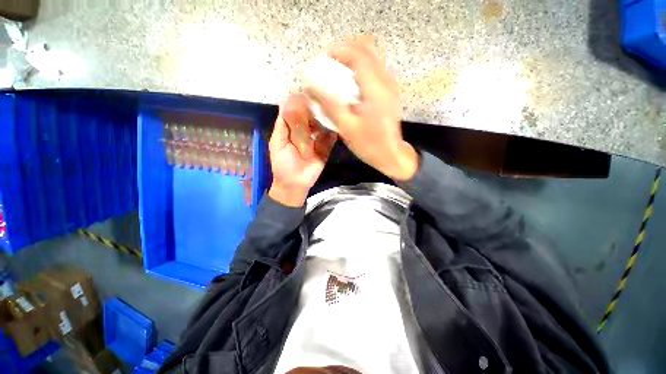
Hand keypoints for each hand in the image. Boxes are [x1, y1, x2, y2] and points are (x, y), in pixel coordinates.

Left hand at [268, 94, 337, 206]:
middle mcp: (304, 131)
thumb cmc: (283, 164)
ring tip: (330, 110)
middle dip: (315, 109)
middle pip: (311, 116)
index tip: (307, 91)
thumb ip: (282, 126)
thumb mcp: (277, 144)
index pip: (296, 111)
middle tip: (321, 100)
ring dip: (325, 118)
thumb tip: (286, 103)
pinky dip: (334, 131)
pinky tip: (337, 124)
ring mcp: (317, 140)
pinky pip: (330, 138)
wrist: (295, 184)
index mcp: (291, 129)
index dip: (300, 102)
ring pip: (322, 125)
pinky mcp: (326, 148)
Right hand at [304, 36, 418, 180]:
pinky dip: (360, 69)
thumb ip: (329, 105)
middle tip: (330, 63)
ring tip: (337, 72)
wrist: (392, 155)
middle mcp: (386, 81)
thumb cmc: (370, 145)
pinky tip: (350, 84)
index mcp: (376, 89)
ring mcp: (390, 85)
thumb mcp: (347, 128)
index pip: (358, 55)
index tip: (323, 58)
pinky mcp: (389, 92)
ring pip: (372, 57)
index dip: (339, 51)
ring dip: (353, 58)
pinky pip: (374, 69)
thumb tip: (309, 86)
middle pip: (367, 49)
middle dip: (346, 50)